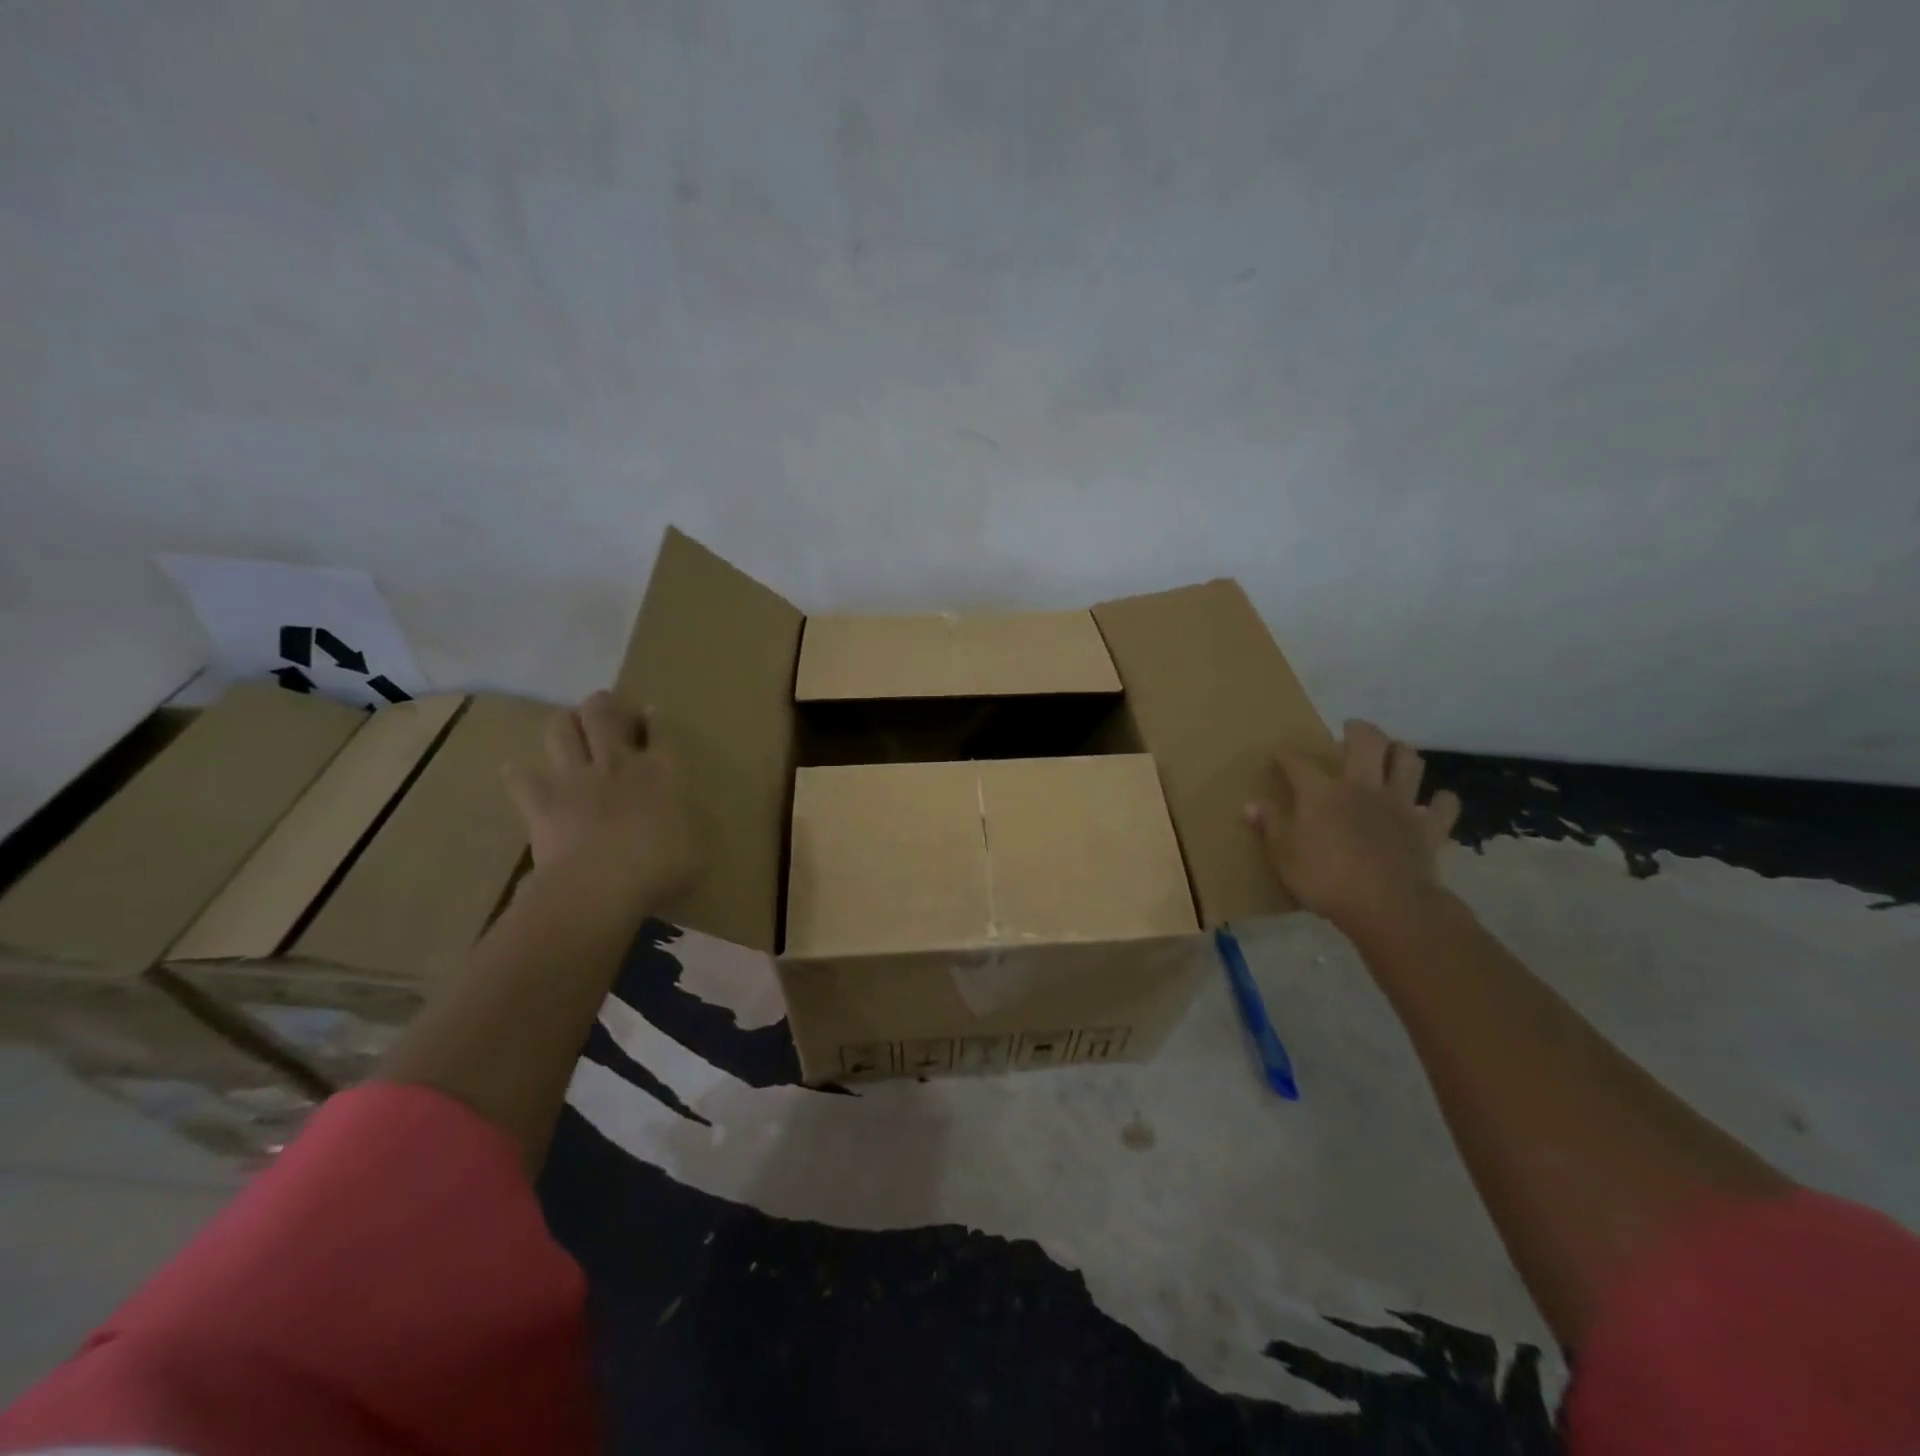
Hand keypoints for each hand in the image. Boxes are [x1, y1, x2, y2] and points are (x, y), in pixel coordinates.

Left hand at [503, 692, 698, 913]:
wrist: (599, 887)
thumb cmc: (659, 871)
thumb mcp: (695, 852)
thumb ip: (688, 830)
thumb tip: (684, 826)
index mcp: (661, 774)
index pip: (659, 733)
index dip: (654, 720)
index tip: (649, 712)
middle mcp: (617, 765)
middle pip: (603, 715)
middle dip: (603, 705)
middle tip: (604, 708)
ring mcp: (575, 779)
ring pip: (561, 730)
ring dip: (564, 725)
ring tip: (567, 729)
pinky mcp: (541, 801)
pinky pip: (520, 778)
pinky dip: (519, 775)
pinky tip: (518, 775)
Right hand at [1245, 720, 1460, 933]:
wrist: (1387, 906)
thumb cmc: (1325, 880)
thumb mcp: (1284, 856)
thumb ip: (1270, 827)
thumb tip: (1251, 805)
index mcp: (1322, 793)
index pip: (1298, 764)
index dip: (1286, 756)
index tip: (1279, 754)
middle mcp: (1362, 787)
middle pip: (1367, 743)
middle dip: (1358, 730)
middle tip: (1352, 729)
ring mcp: (1399, 804)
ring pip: (1409, 762)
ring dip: (1402, 753)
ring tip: (1395, 753)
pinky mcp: (1429, 827)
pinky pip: (1444, 806)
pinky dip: (1441, 801)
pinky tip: (1434, 802)